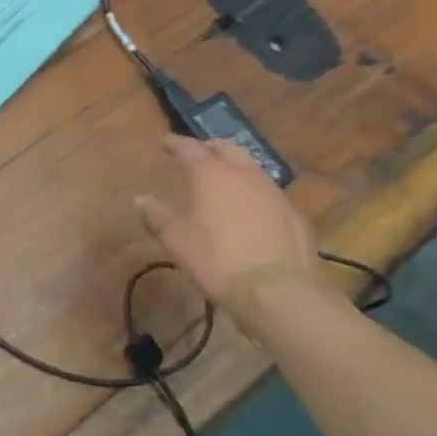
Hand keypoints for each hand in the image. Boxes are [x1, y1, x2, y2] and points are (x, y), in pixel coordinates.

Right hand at [134, 134, 316, 319]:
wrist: (278, 293)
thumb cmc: (217, 259)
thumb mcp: (176, 240)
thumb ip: (157, 216)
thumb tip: (141, 200)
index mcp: (211, 173)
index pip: (189, 147)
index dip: (174, 143)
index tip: (164, 142)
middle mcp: (244, 174)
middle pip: (226, 148)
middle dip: (210, 148)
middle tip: (198, 154)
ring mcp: (274, 193)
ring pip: (252, 168)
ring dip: (236, 169)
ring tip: (226, 180)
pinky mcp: (295, 216)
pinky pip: (270, 195)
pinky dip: (256, 195)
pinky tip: (252, 211)